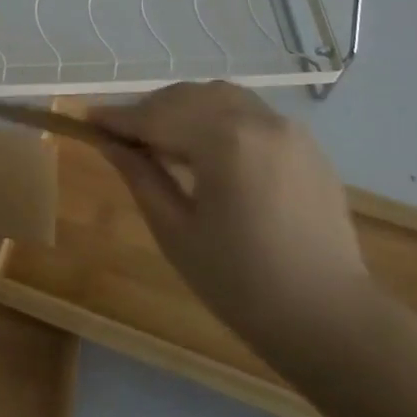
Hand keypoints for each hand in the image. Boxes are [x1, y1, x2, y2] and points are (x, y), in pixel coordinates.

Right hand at [92, 82, 367, 372]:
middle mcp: (258, 120)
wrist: (330, 319)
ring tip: (161, 139)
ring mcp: (288, 128)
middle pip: (187, 96)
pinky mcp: (306, 143)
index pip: (157, 116)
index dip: (118, 118)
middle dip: (150, 110)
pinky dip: (217, 118)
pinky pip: (249, 113)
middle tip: (120, 135)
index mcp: (225, 141)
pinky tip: (205, 147)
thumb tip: (108, 141)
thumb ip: (140, 175)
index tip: (87, 119)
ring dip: (183, 108)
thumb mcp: (176, 231)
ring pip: (219, 97)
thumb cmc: (241, 284)